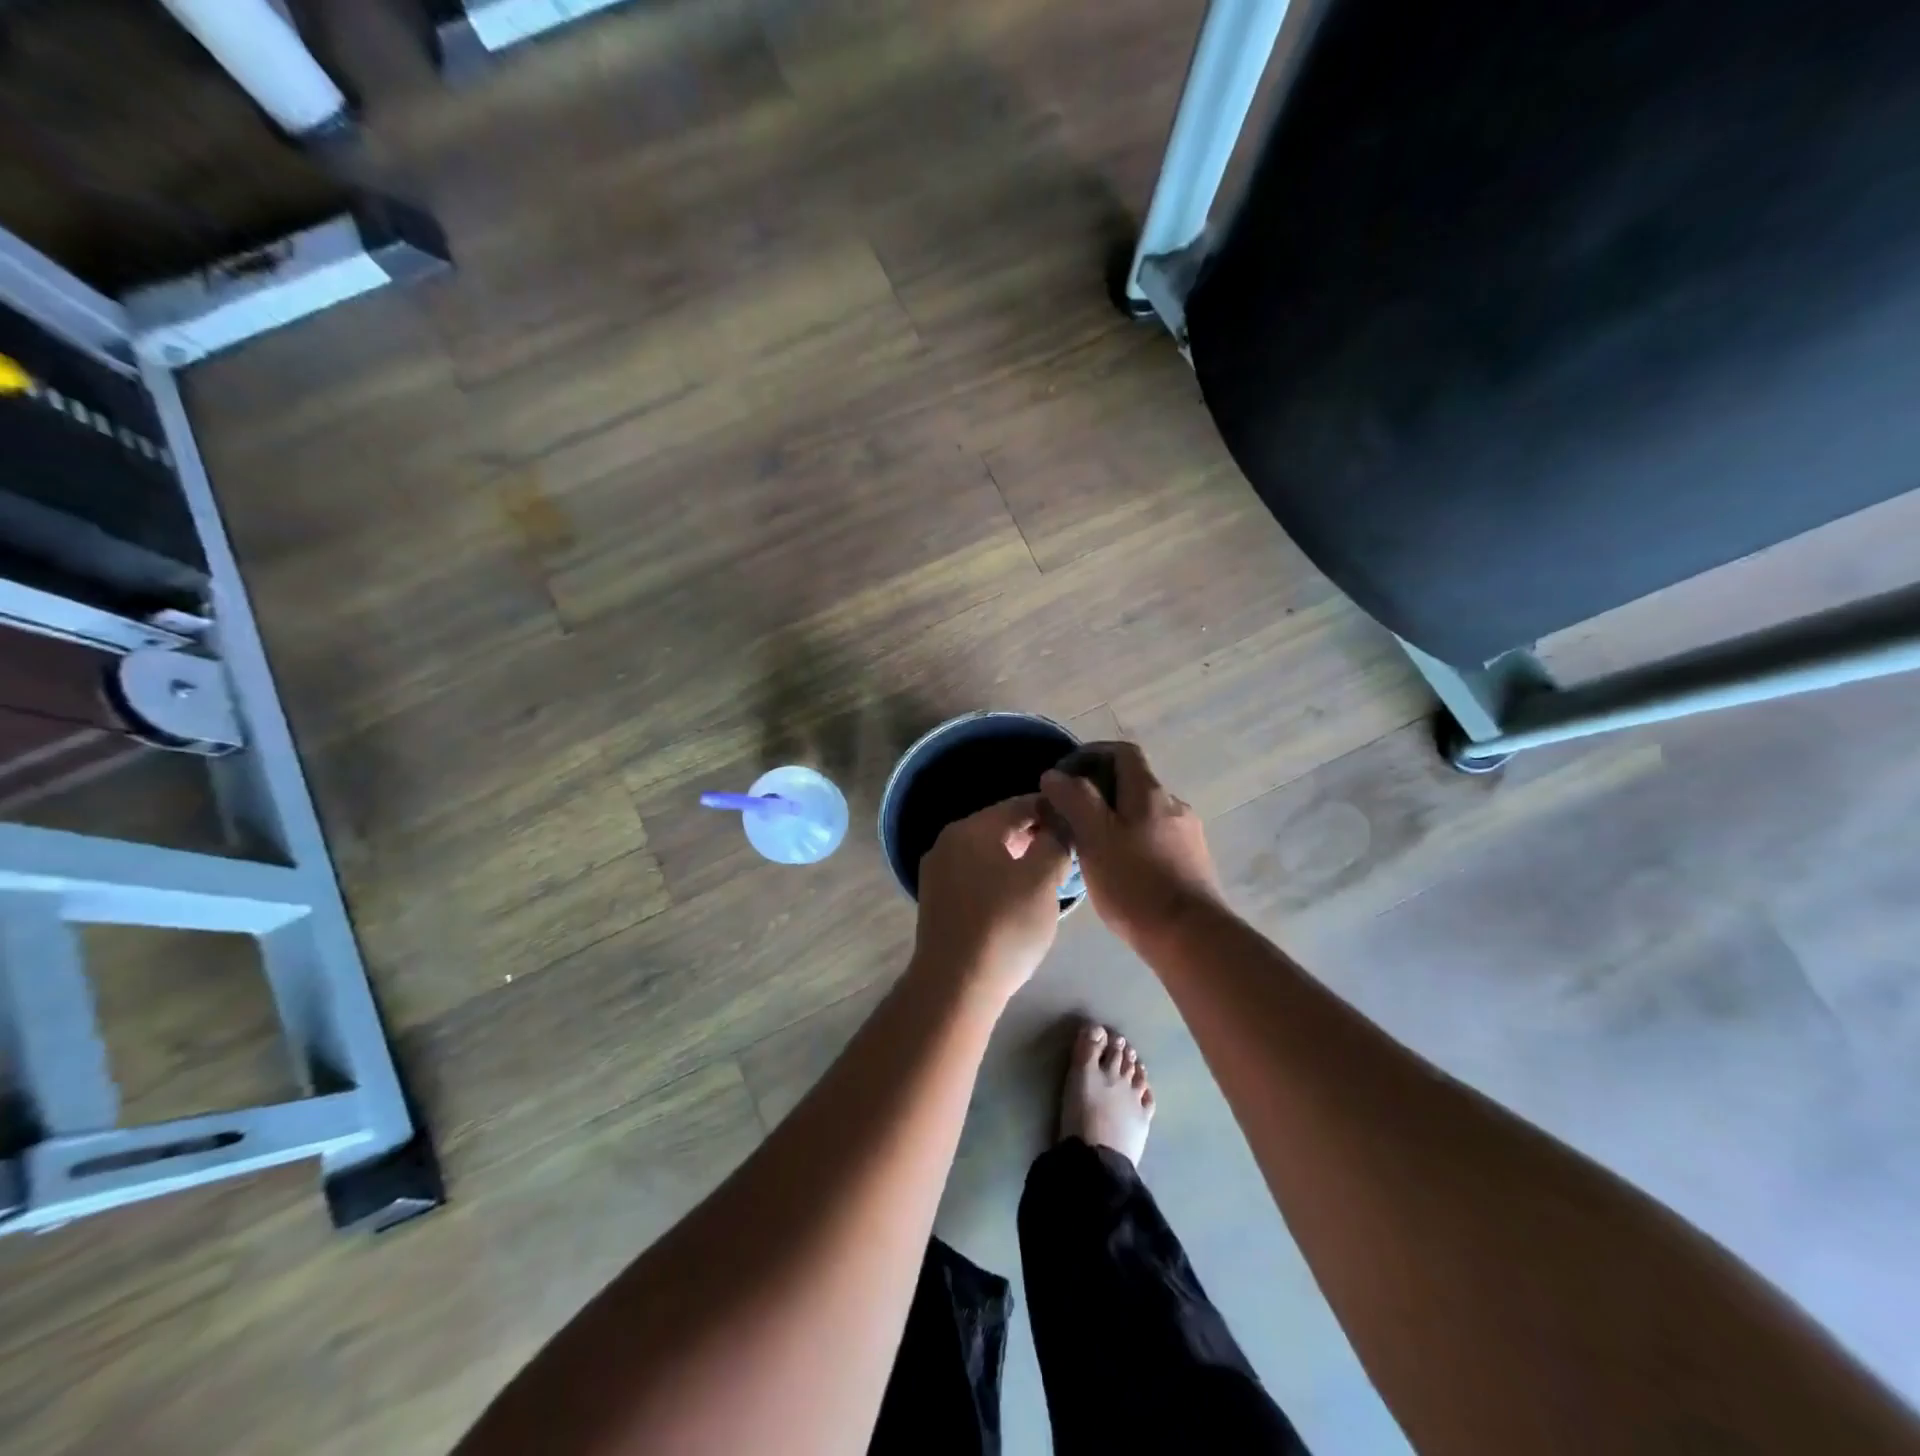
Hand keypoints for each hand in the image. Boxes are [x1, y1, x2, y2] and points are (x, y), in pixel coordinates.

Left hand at [912, 795, 1071, 1004]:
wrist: (956, 986)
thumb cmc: (1005, 926)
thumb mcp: (1043, 879)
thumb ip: (1055, 842)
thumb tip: (1059, 827)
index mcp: (970, 829)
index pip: (1019, 805)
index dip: (1052, 811)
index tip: (1079, 824)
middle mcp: (947, 842)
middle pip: (1000, 827)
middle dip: (1035, 836)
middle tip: (1067, 853)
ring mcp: (937, 873)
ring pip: (987, 853)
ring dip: (1018, 858)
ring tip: (1048, 877)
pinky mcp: (936, 901)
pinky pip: (975, 876)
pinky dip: (999, 878)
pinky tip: (1018, 898)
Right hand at [1040, 742, 1224, 948]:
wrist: (1191, 937)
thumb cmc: (1135, 883)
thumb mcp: (1095, 837)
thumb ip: (1074, 800)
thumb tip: (1055, 775)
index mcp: (1149, 792)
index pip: (1122, 752)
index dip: (1092, 754)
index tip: (1065, 775)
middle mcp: (1173, 805)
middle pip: (1133, 782)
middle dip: (1099, 791)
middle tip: (1069, 815)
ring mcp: (1187, 835)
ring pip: (1143, 813)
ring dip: (1115, 818)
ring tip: (1089, 845)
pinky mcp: (1192, 863)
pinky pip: (1155, 838)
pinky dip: (1132, 841)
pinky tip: (1117, 869)